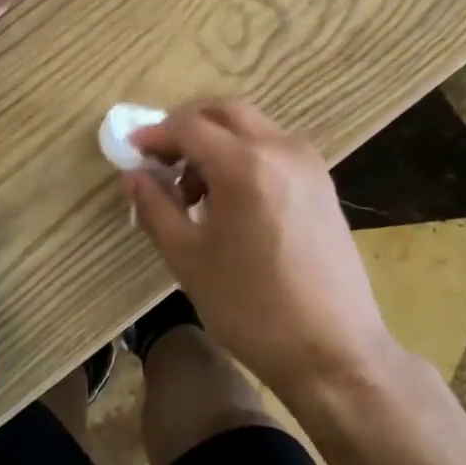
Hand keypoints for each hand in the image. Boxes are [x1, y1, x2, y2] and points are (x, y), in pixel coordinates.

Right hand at [124, 100, 398, 402]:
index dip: (155, 134)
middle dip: (187, 126)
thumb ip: (155, 206)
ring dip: (216, 140)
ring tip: (194, 189)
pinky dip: (244, 154)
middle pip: (224, 112)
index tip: (132, 151)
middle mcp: (280, 148)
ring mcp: (307, 162)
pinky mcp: (321, 182)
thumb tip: (132, 174)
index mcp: (244, 164)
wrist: (334, 352)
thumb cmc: (251, 308)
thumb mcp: (189, 258)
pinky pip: (273, 148)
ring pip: (251, 127)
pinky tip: (230, 198)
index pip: (189, 126)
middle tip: (161, 159)